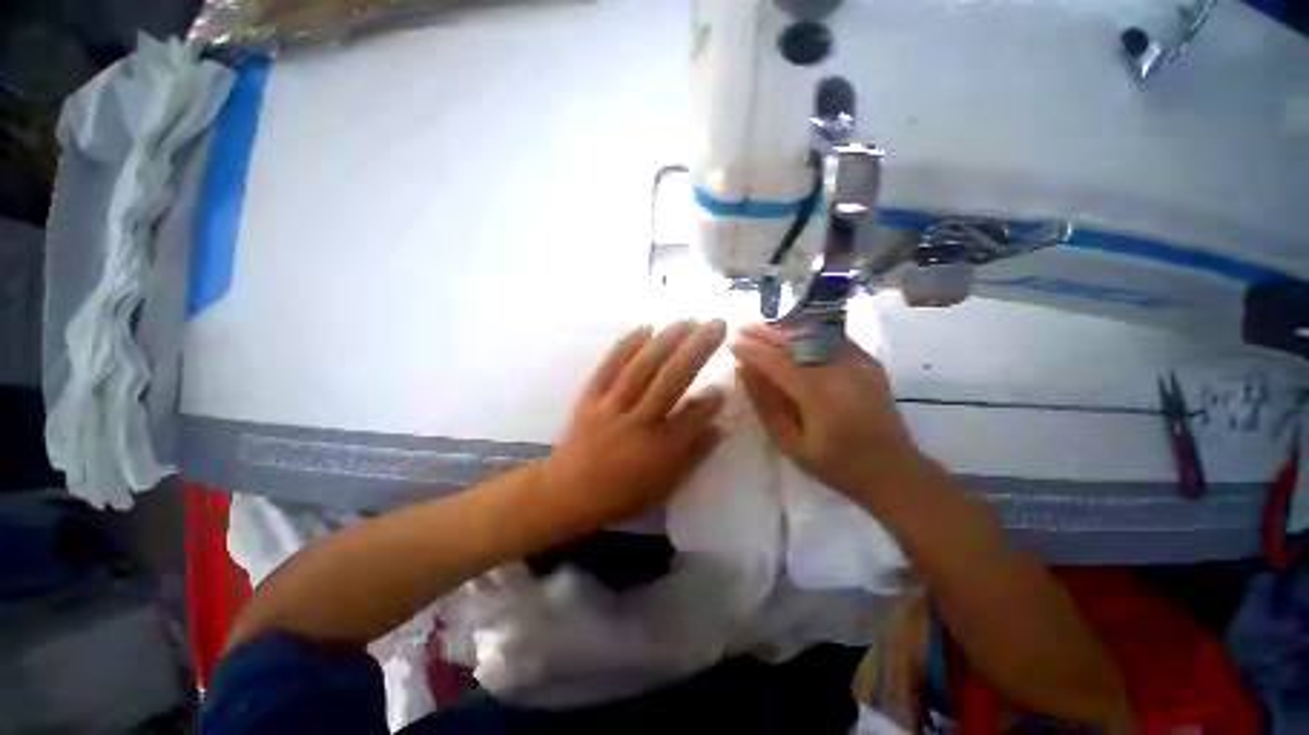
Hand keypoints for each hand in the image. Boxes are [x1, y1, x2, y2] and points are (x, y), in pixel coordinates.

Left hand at [536, 320, 726, 535]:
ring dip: (667, 340)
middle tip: (717, 325)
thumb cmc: (621, 495)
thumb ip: (693, 455)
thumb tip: (720, 427)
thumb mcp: (664, 487)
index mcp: (657, 450)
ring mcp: (610, 406)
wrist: (566, 493)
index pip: (692, 416)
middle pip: (670, 380)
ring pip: (642, 368)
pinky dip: (627, 345)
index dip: (711, 398)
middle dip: (697, 350)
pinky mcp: (590, 397)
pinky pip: (608, 367)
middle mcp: (636, 422)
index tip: (726, 381)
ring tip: (689, 320)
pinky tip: (645, 326)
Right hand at [729, 323, 924, 498]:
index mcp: (820, 394)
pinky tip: (791, 333)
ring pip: (814, 333)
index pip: (777, 361)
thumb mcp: (790, 443)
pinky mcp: (868, 361)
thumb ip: (766, 404)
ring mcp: (858, 361)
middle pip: (796, 341)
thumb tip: (745, 371)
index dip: (752, 350)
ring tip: (761, 329)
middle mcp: (841, 369)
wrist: (893, 470)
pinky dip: (807, 332)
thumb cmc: (835, 464)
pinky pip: (832, 337)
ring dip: (784, 328)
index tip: (731, 343)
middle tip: (741, 328)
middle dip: (765, 332)